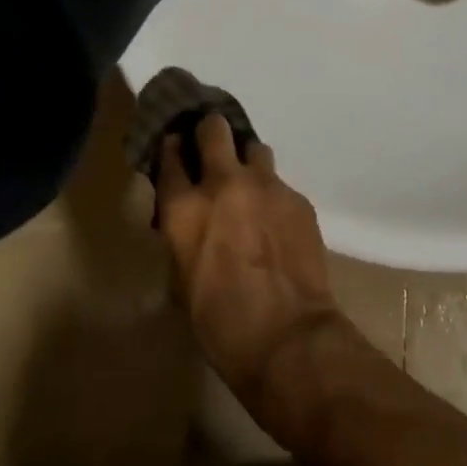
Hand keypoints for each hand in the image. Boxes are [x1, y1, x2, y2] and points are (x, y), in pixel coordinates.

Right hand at [154, 113, 340, 406]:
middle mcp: (224, 184)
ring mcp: (266, 186)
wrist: (288, 336)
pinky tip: (275, 222)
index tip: (174, 148)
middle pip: (214, 129)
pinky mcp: (297, 197)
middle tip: (210, 146)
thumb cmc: (220, 325)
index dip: (170, 149)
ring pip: (254, 148)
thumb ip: (181, 238)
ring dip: (247, 161)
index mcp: (185, 209)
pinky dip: (272, 195)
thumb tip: (186, 222)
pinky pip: (280, 183)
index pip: (169, 158)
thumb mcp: (181, 282)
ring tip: (248, 185)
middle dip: (210, 132)